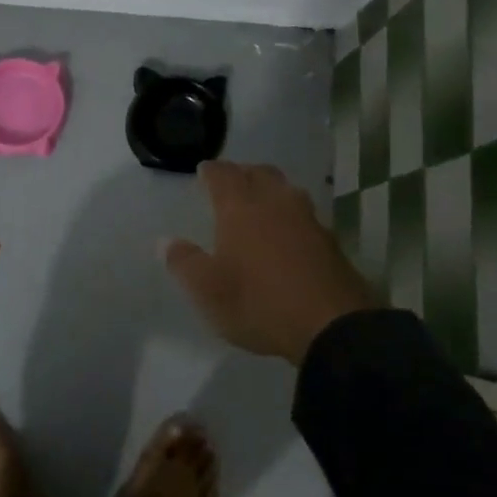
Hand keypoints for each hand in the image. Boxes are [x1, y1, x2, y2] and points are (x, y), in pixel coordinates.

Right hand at [164, 161, 377, 363]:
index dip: (211, 171)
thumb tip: (165, 241)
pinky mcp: (330, 240)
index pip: (223, 175)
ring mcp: (307, 219)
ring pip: (286, 190)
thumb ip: (184, 263)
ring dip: (271, 189)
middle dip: (243, 172)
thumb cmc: (259, 302)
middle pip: (259, 173)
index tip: (203, 170)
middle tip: (232, 181)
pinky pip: (304, 214)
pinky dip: (291, 214)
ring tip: (261, 201)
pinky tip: (288, 231)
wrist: (331, 325)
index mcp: (240, 208)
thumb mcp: (208, 291)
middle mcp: (275, 203)